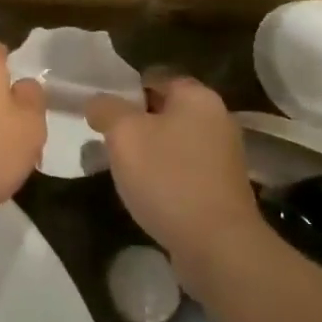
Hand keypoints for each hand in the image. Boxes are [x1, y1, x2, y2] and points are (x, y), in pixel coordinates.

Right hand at [86, 76, 260, 273]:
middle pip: (165, 109)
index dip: (125, 89)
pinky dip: (165, 176)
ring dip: (148, 151)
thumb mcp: (124, 134)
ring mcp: (224, 155)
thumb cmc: (168, 178)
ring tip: (120, 169)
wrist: (217, 244)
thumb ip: (106, 109)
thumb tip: (97, 102)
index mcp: (197, 96)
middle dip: (135, 123)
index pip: (155, 77)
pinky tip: (147, 193)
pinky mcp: (223, 187)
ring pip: (174, 141)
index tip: (101, 110)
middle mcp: (217, 118)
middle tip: (106, 140)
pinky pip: (185, 169)